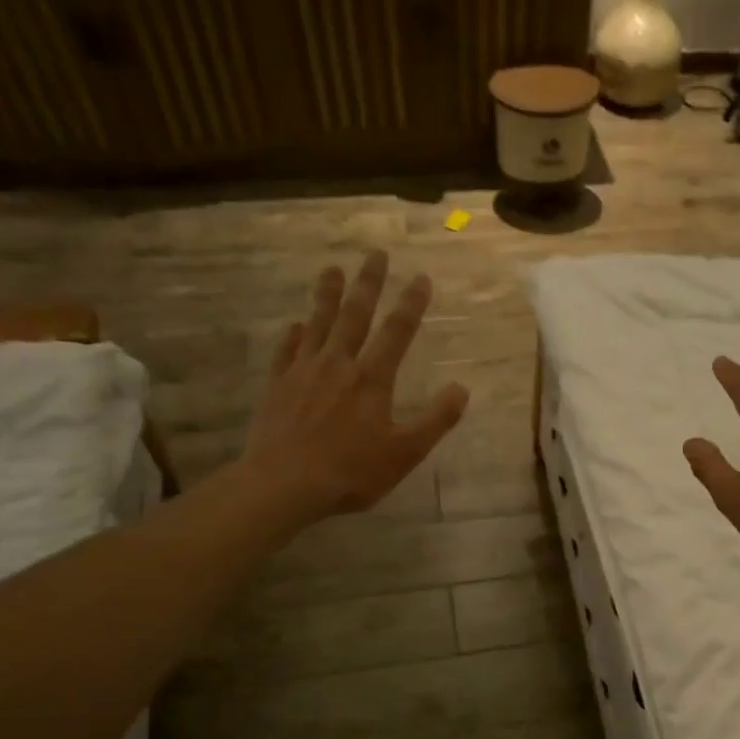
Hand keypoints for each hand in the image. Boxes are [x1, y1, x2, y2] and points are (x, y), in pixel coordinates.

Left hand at [242, 252, 468, 525]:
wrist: (284, 484)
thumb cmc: (351, 472)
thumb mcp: (405, 452)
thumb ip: (435, 420)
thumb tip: (461, 389)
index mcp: (372, 379)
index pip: (397, 332)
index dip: (411, 303)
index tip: (421, 277)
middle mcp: (338, 364)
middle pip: (356, 315)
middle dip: (369, 284)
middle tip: (376, 254)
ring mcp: (303, 372)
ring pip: (318, 324)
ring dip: (327, 296)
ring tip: (333, 270)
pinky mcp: (277, 386)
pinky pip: (286, 351)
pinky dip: (293, 335)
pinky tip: (295, 325)